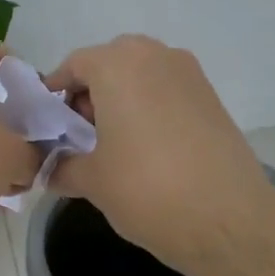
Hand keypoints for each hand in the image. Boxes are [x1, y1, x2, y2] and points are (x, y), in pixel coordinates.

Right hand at [44, 35, 273, 272]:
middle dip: (90, 92)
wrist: (227, 219)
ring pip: (142, 74)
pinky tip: (145, 147)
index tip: (46, 122)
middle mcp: (155, 57)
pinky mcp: (212, 97)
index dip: (54, 92)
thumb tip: (49, 171)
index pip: (74, 65)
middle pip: (110, 63)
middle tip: (80, 132)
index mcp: (118, 66)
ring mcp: (189, 74)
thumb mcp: (92, 181)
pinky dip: (149, 107)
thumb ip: (63, 168)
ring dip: (121, 98)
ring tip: (112, 142)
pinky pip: (167, 90)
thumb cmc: (146, 189)